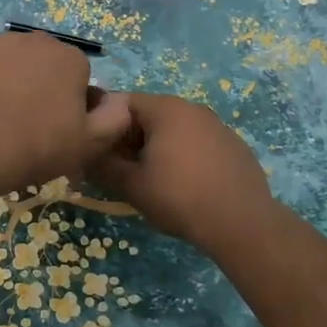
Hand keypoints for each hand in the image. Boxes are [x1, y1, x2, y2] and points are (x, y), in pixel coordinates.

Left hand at [0, 32, 133, 197]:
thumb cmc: (40, 146)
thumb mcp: (91, 143)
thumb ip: (116, 117)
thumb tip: (119, 99)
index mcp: (72, 59)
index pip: (77, 75)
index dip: (69, 101)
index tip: (57, 126)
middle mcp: (39, 40)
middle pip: (44, 62)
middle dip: (40, 83)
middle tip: (27, 120)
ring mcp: (1, 41)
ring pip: (13, 59)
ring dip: (11, 77)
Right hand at [88, 93, 280, 259]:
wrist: (241, 223)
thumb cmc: (178, 197)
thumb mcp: (131, 184)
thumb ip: (103, 165)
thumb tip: (85, 155)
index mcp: (165, 109)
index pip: (122, 103)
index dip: (106, 126)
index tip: (101, 152)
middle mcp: (192, 108)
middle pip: (150, 115)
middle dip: (132, 138)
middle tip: (124, 169)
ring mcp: (218, 125)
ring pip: (176, 129)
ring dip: (159, 148)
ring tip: (155, 180)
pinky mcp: (235, 145)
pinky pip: (199, 143)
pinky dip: (186, 156)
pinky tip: (187, 185)